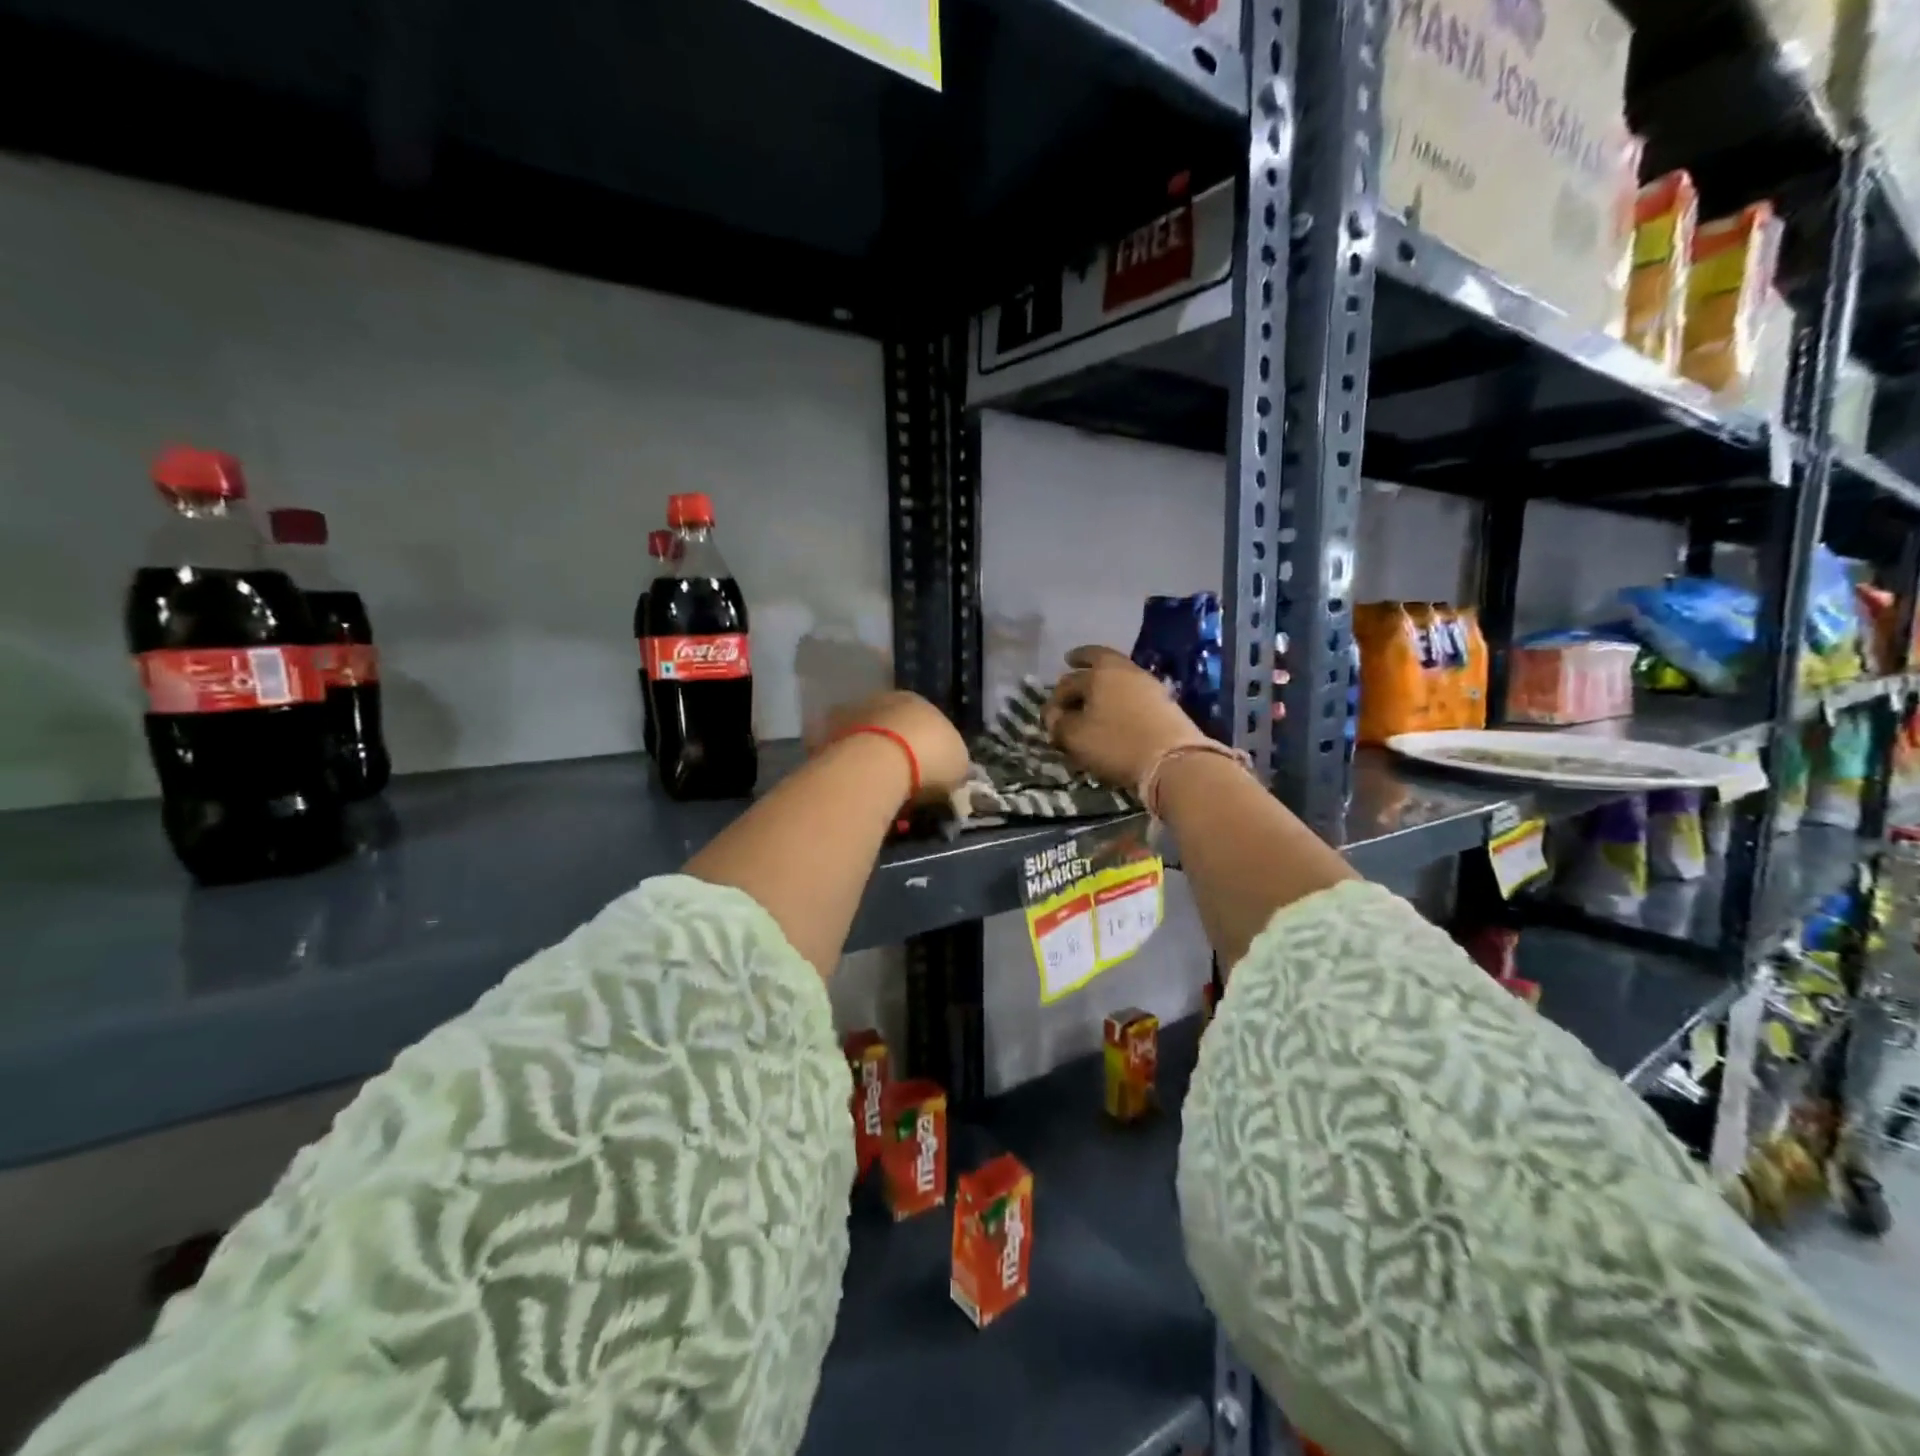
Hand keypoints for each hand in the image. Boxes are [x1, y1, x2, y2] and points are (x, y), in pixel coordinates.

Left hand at [808, 690, 969, 802]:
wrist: (878, 764)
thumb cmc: (929, 759)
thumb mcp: (959, 764)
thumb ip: (954, 762)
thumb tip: (951, 769)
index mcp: (918, 700)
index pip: (926, 721)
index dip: (929, 747)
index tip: (929, 772)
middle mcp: (883, 700)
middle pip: (893, 726)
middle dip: (898, 749)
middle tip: (903, 780)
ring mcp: (852, 715)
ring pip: (867, 737)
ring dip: (872, 757)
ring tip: (878, 787)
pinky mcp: (827, 735)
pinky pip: (845, 754)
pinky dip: (851, 768)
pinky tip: (858, 786)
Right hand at [1044, 646, 1208, 789]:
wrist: (1174, 760)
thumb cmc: (1116, 744)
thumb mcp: (1076, 737)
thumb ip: (1059, 724)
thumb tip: (1055, 718)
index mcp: (1098, 673)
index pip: (1067, 682)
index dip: (1054, 699)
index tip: (1049, 716)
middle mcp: (1123, 670)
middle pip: (1098, 660)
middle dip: (1081, 663)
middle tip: (1071, 662)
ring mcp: (1147, 683)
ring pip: (1118, 674)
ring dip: (1103, 680)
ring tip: (1093, 691)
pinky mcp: (1164, 700)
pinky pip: (1132, 689)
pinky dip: (1119, 693)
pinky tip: (1115, 705)